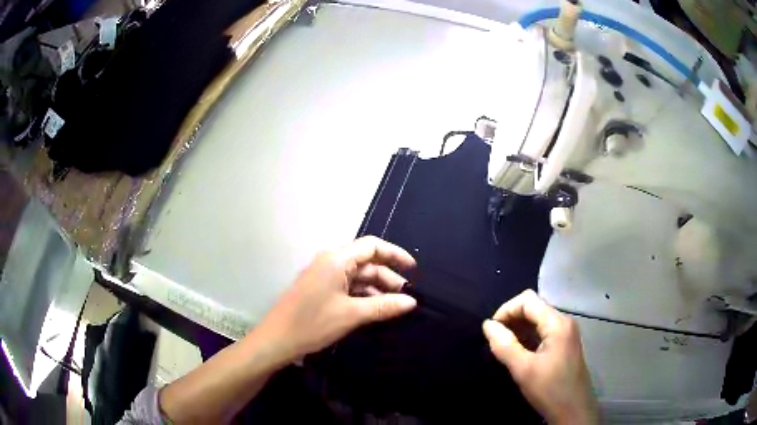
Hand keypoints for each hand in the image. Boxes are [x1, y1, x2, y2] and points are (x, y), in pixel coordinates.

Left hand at [254, 236, 417, 362]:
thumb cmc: (313, 323)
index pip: (372, 246)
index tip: (414, 270)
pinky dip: (363, 295)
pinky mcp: (320, 289)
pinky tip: (375, 309)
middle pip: (366, 262)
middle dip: (388, 277)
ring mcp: (323, 276)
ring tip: (395, 306)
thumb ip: (384, 306)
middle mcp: (330, 262)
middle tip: (407, 296)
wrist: (277, 340)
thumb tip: (412, 302)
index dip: (395, 254)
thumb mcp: (352, 315)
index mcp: (337, 259)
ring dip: (376, 288)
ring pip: (357, 276)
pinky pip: (347, 286)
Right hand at [482, 290, 598, 424]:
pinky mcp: (564, 345)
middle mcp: (564, 322)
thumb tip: (487, 324)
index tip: (491, 331)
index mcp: (557, 323)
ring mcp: (566, 334)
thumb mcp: (523, 370)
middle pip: (533, 307)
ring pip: (537, 320)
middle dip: (511, 319)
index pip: (528, 300)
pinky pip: (542, 332)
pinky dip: (527, 338)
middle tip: (495, 342)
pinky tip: (518, 353)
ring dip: (518, 329)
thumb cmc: (550, 390)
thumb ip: (504, 345)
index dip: (506, 310)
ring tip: (503, 348)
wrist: (574, 411)